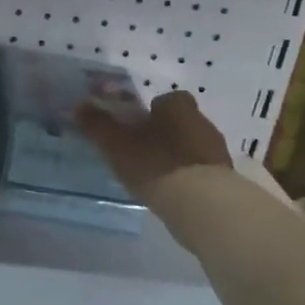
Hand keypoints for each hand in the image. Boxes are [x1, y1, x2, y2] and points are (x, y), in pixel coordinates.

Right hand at [74, 90, 232, 201]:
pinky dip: (188, 177)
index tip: (135, 127)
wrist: (202, 205)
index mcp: (178, 107)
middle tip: (141, 152)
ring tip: (155, 176)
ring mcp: (217, 151)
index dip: (151, 111)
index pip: (167, 99)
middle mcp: (202, 122)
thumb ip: (97, 125)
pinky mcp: (225, 179)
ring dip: (176, 156)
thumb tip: (79, 106)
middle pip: (180, 122)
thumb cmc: (156, 164)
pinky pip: (201, 170)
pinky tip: (173, 192)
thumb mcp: (116, 144)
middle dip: (163, 133)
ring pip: (192, 146)